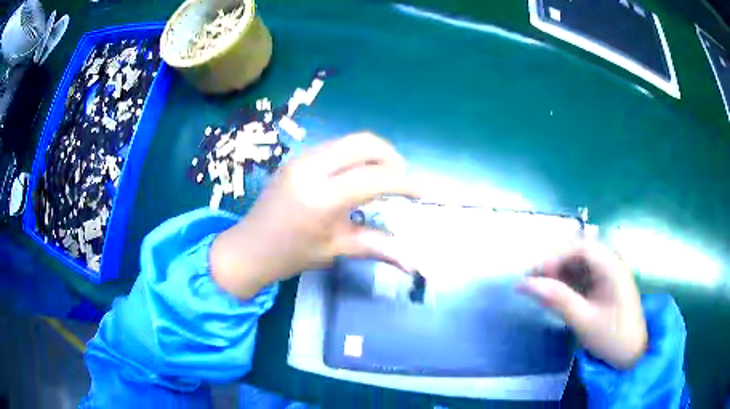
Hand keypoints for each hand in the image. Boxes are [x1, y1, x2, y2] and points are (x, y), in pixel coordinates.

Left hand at [210, 133, 416, 298]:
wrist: (250, 246)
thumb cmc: (292, 254)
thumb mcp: (337, 249)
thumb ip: (379, 248)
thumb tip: (415, 264)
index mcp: (322, 198)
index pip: (375, 178)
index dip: (404, 184)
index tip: (420, 194)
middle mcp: (312, 168)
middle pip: (365, 143)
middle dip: (392, 157)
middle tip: (401, 180)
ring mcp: (302, 158)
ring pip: (350, 141)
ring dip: (374, 154)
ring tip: (382, 178)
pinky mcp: (297, 157)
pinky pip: (335, 146)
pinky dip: (355, 156)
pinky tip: (356, 176)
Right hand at [520, 241, 647, 368]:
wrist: (632, 354)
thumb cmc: (611, 337)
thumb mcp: (583, 320)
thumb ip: (556, 299)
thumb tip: (524, 284)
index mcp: (611, 265)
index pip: (579, 247)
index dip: (554, 255)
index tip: (533, 275)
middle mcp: (611, 262)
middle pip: (579, 251)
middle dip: (554, 262)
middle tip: (533, 281)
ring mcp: (609, 273)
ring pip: (579, 262)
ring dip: (559, 272)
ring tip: (541, 288)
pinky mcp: (606, 284)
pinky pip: (584, 274)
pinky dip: (568, 281)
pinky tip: (557, 294)